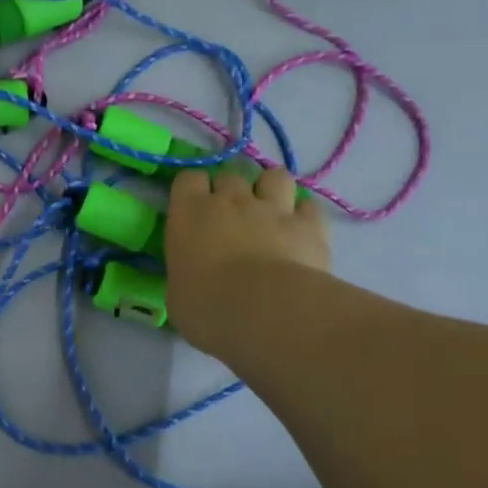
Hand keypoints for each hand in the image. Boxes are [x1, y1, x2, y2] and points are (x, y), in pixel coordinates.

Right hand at [164, 165, 331, 353]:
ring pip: (274, 176)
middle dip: (230, 191)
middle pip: (230, 175)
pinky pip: (307, 207)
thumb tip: (192, 275)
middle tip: (231, 217)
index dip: (193, 190)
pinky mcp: (309, 225)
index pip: (188, 178)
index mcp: (190, 212)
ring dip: (271, 190)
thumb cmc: (207, 307)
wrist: (266, 312)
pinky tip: (300, 233)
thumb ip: (185, 271)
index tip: (193, 209)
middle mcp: (231, 200)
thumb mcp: (177, 293)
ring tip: (270, 212)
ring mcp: (273, 208)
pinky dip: (303, 216)